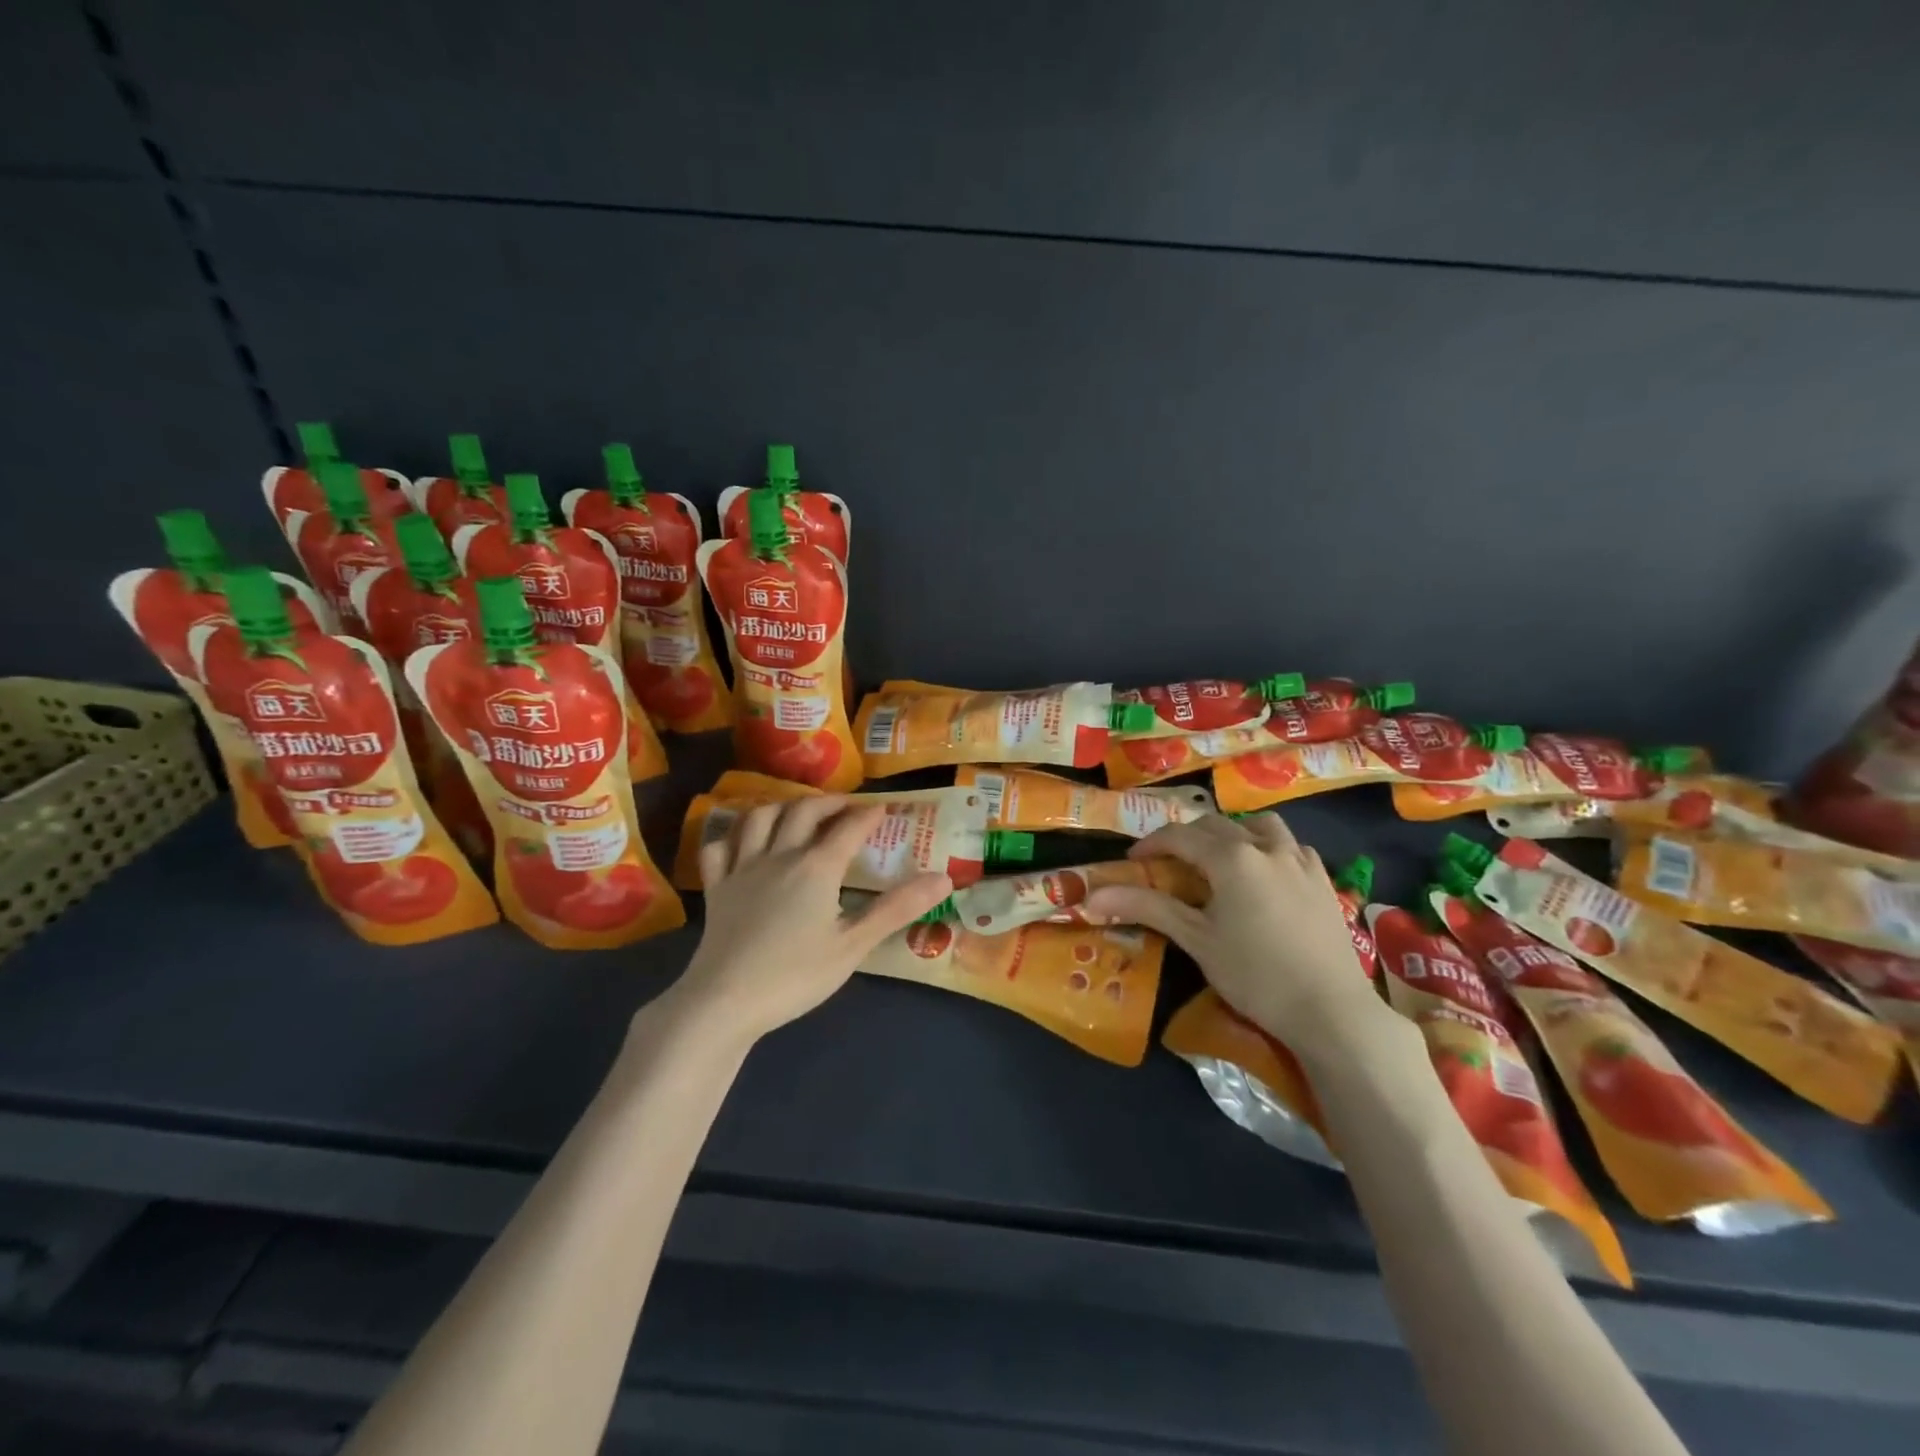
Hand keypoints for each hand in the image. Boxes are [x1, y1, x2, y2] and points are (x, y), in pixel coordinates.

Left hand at [670, 797, 951, 1043]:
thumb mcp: (854, 945)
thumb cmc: (795, 975)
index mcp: (816, 867)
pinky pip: (719, 847)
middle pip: (803, 811)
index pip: (849, 828)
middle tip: (846, 806)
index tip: (884, 808)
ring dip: (782, 806)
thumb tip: (944, 878)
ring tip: (797, 811)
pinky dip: (732, 834)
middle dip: (829, 802)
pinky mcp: (716, 887)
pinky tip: (742, 840)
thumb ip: (897, 908)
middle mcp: (779, 855)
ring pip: (759, 817)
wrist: (725, 1000)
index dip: (869, 815)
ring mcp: (742, 868)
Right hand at [1082, 812, 1387, 1043]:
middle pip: (1216, 826)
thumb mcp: (1196, 939)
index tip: (1132, 861)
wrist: (1331, 1011)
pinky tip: (1267, 876)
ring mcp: (1301, 861)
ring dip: (1233, 833)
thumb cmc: (1255, 975)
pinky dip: (1271, 850)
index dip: (1151, 845)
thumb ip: (1147, 907)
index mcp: (1231, 858)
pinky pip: (1293, 848)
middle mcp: (1266, 847)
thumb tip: (1093, 897)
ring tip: (1221, 859)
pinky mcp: (1324, 881)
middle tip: (1169, 864)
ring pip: (1261, 827)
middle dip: (1188, 838)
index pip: (1180, 836)